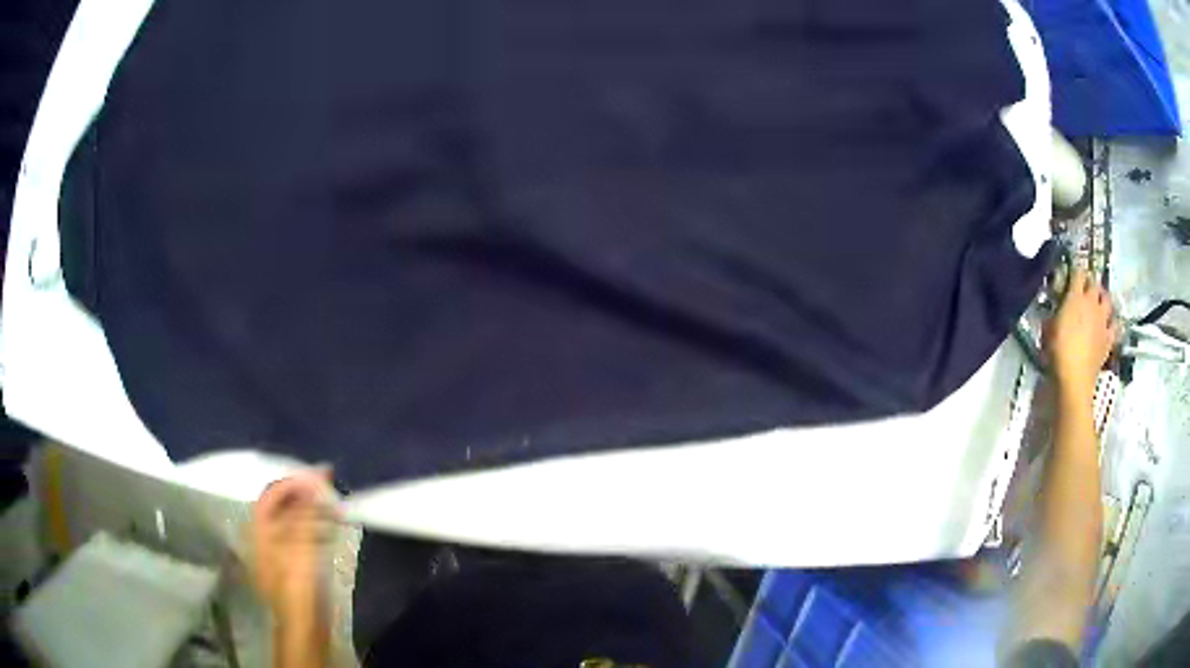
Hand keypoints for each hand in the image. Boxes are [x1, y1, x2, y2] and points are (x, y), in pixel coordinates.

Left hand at [249, 469, 336, 615]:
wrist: (303, 625)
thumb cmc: (297, 585)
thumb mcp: (299, 547)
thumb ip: (304, 514)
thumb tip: (310, 481)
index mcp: (260, 530)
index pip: (272, 494)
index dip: (294, 481)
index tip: (319, 474)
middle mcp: (265, 536)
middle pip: (282, 505)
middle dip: (304, 493)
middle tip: (329, 485)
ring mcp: (278, 551)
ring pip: (293, 520)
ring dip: (312, 509)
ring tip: (335, 506)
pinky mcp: (292, 564)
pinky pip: (302, 535)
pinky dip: (315, 526)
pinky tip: (330, 528)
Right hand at [1047, 269, 1118, 402]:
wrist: (1075, 380)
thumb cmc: (1058, 353)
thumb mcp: (1049, 329)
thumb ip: (1055, 313)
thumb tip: (1057, 307)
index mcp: (1075, 297)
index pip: (1078, 272)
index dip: (1075, 271)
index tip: (1070, 275)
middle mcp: (1092, 303)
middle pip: (1094, 283)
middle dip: (1090, 283)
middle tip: (1085, 288)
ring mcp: (1103, 321)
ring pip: (1107, 300)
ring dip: (1103, 298)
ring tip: (1098, 302)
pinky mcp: (1109, 338)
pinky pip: (1114, 325)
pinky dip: (1112, 322)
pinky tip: (1108, 324)